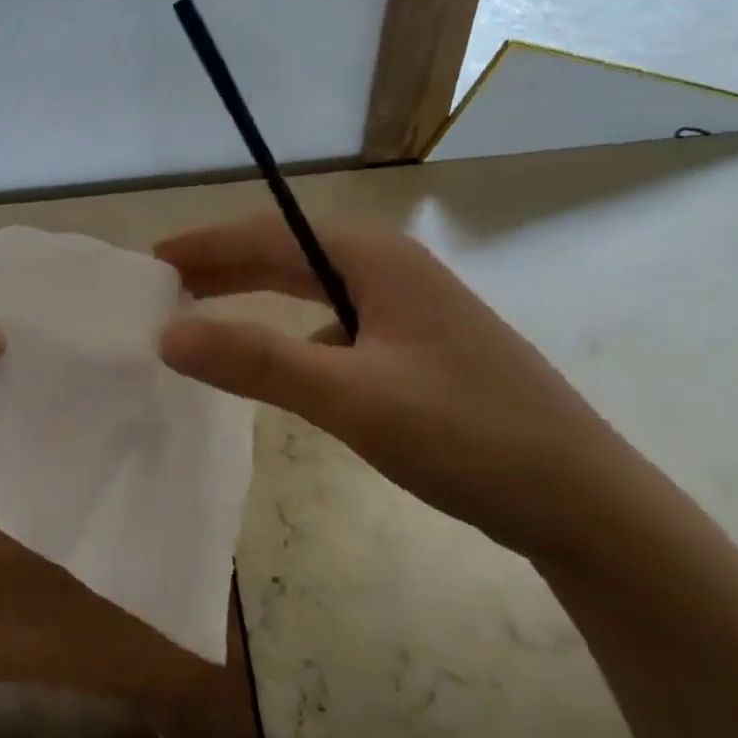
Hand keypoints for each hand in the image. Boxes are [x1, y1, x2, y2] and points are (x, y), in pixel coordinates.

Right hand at [155, 215, 645, 562]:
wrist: (585, 503)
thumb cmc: (465, 434)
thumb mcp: (349, 396)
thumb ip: (255, 361)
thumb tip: (166, 335)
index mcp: (375, 260)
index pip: (269, 234)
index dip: (206, 244)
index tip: (152, 261)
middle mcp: (390, 270)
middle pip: (288, 254)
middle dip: (224, 266)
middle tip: (164, 285)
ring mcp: (409, 309)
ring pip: (311, 289)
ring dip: (254, 297)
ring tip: (203, 314)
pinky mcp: (418, 347)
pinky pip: (334, 324)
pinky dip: (289, 332)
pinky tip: (277, 364)